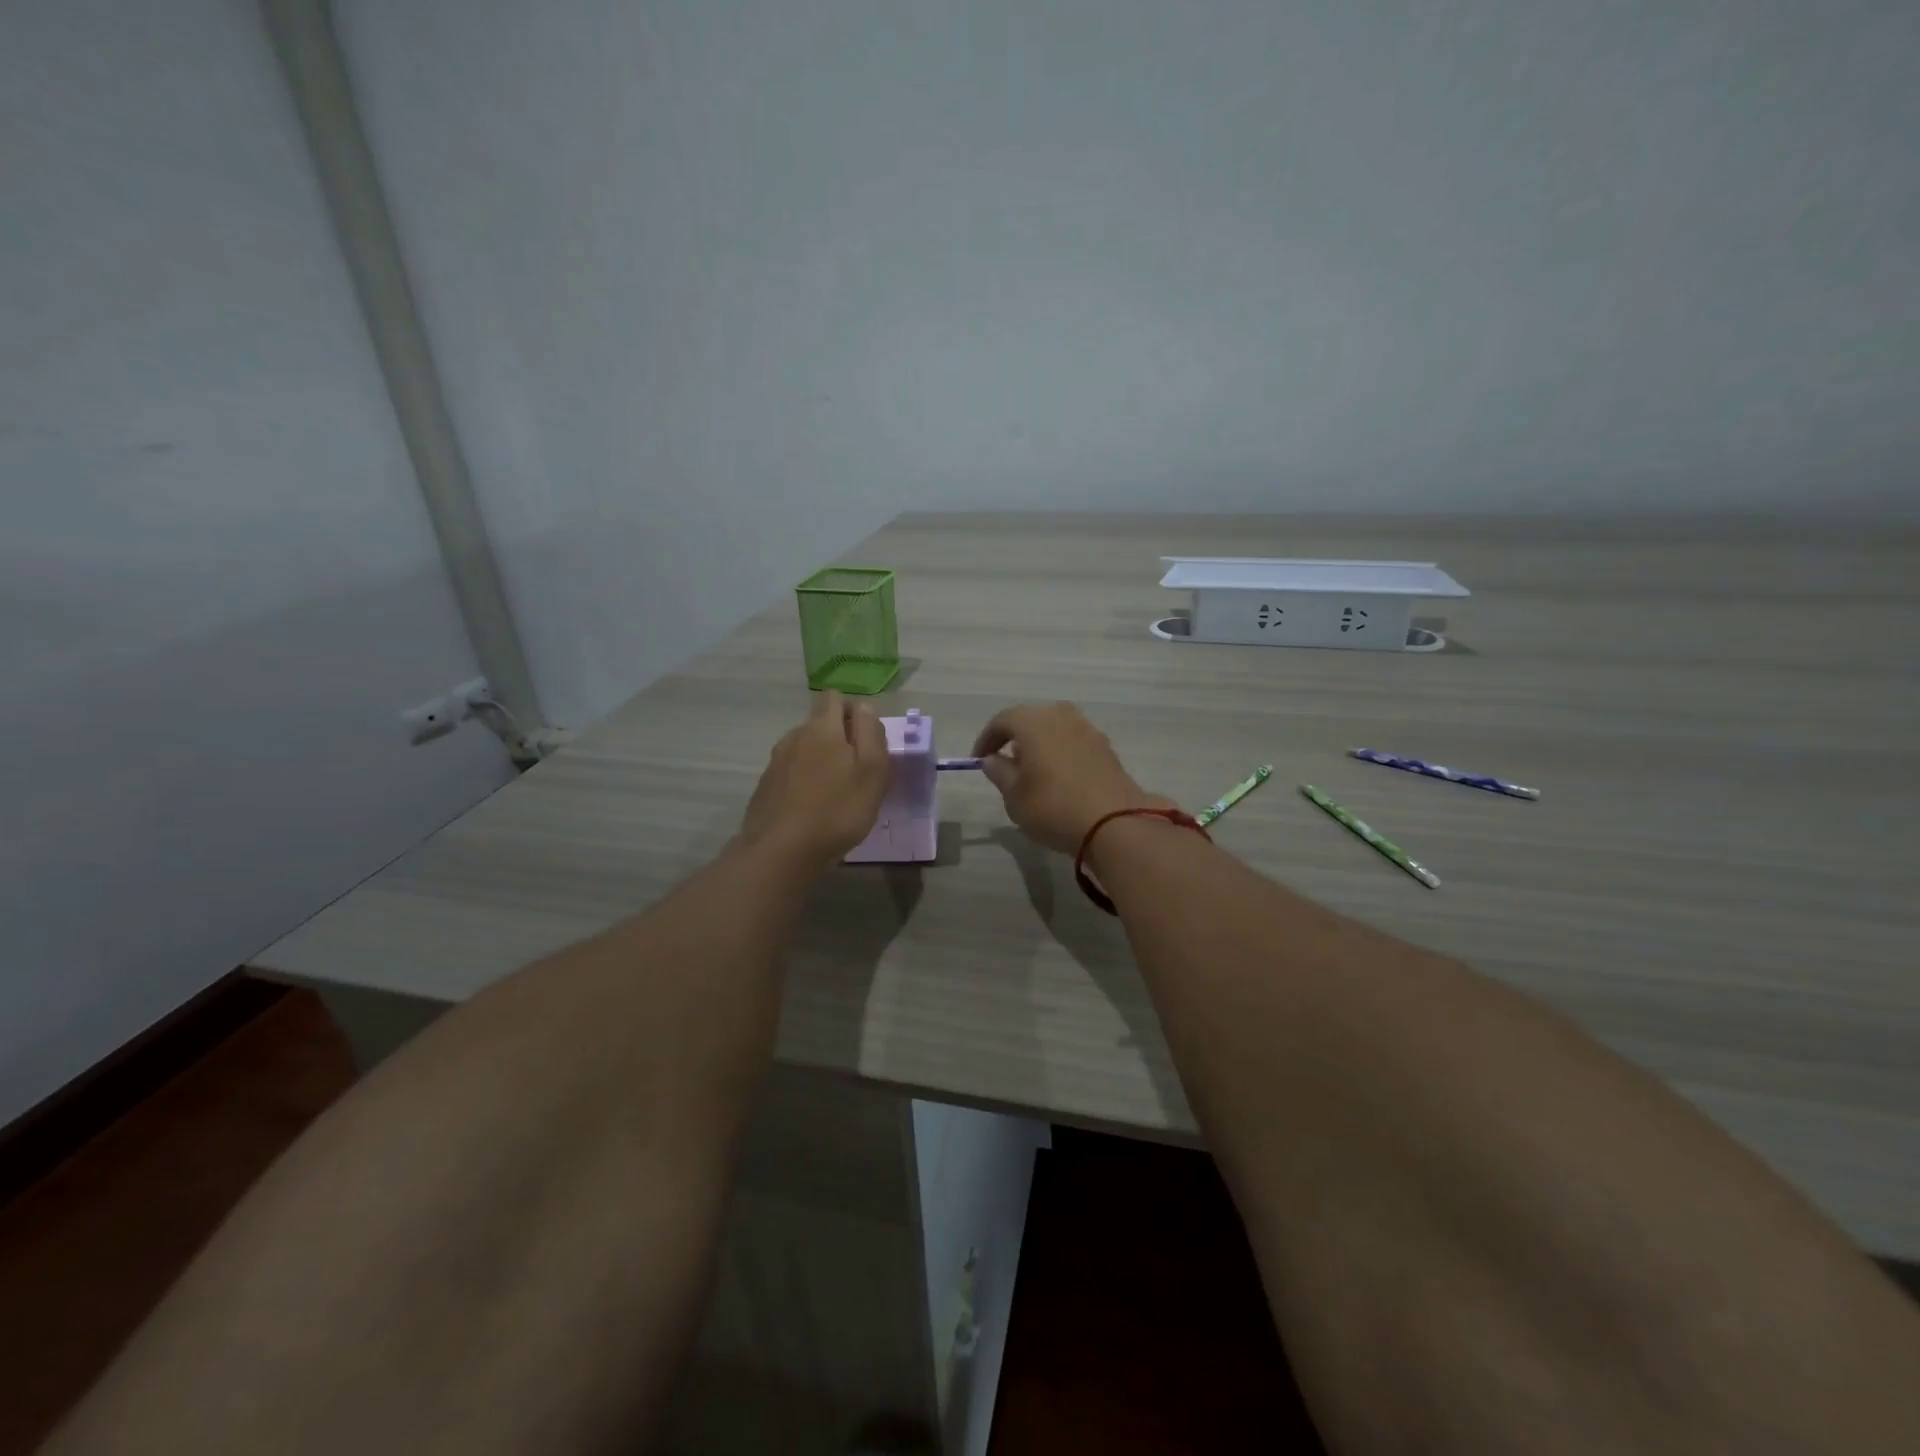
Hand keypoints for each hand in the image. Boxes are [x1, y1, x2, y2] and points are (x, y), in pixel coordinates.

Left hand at [739, 691, 890, 871]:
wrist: (780, 852)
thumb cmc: (837, 810)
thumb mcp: (872, 770)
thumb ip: (871, 733)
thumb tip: (864, 708)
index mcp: (822, 727)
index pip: (835, 698)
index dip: (853, 712)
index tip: (868, 740)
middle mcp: (794, 736)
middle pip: (820, 724)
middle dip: (839, 739)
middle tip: (858, 771)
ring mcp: (776, 762)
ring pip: (805, 749)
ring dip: (821, 761)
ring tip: (835, 793)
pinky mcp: (766, 787)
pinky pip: (791, 773)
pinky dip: (804, 781)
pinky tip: (813, 807)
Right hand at [972, 702, 1173, 854]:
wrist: (1114, 823)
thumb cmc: (1052, 806)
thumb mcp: (1014, 796)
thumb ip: (1000, 773)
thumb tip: (993, 759)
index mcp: (1033, 721)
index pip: (1002, 721)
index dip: (986, 740)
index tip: (978, 761)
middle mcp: (1061, 716)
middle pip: (1031, 719)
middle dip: (1015, 738)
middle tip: (1006, 762)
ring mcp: (1088, 729)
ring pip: (1055, 729)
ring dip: (1041, 744)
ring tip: (1033, 771)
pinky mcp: (1106, 748)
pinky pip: (1074, 742)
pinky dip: (1061, 753)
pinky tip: (1059, 778)